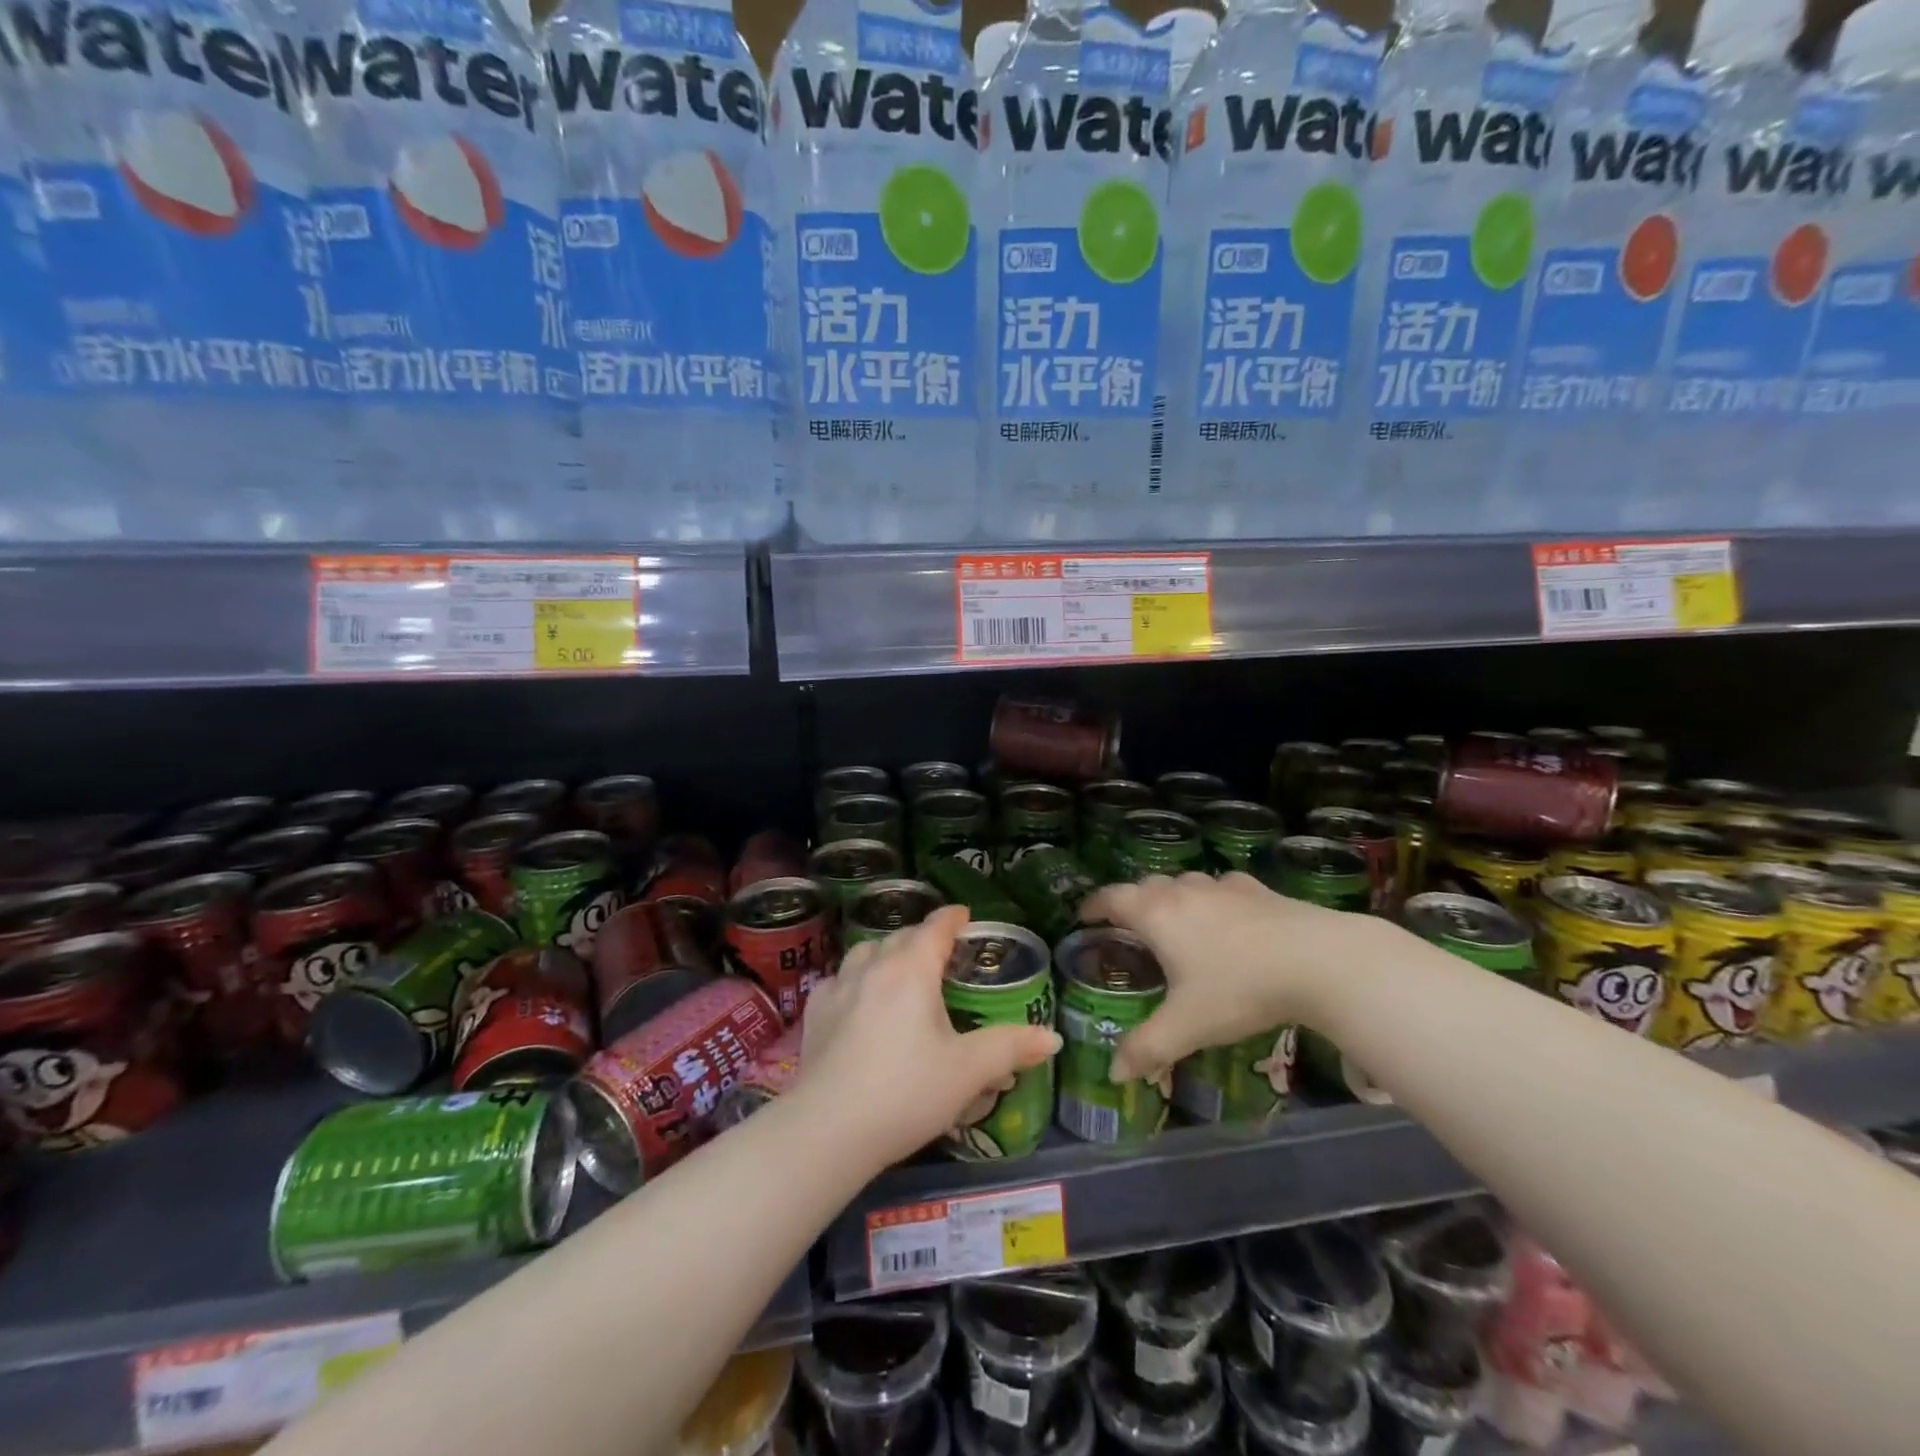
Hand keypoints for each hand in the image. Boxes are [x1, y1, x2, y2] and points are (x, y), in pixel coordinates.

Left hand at [798, 906, 1061, 1169]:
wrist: (828, 1130)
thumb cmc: (906, 1093)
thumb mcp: (967, 1071)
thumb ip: (1010, 1048)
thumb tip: (1052, 1037)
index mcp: (912, 970)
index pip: (935, 928)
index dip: (952, 918)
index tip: (964, 915)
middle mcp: (873, 967)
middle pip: (900, 936)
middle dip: (923, 937)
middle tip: (941, 952)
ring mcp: (837, 987)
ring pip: (865, 952)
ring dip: (886, 952)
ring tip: (900, 969)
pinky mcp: (815, 1014)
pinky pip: (839, 980)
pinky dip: (855, 979)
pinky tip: (858, 1000)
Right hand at [1079, 872, 1390, 1082]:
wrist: (1319, 961)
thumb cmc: (1240, 989)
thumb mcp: (1188, 1026)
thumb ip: (1147, 1048)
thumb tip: (1114, 1073)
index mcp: (1157, 916)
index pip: (1112, 898)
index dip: (1093, 905)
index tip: (1083, 915)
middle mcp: (1184, 892)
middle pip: (1146, 885)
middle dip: (1132, 902)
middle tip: (1129, 927)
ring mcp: (1223, 887)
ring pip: (1185, 882)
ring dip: (1172, 896)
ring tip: (1176, 921)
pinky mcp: (1258, 890)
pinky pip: (1223, 887)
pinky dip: (1213, 898)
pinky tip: (1227, 916)